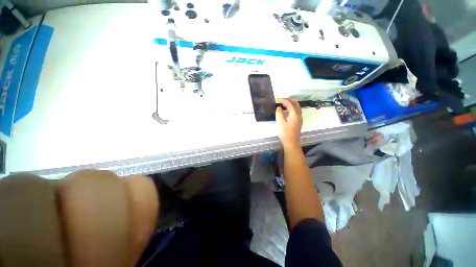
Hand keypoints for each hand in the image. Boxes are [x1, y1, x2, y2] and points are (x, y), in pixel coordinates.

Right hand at [276, 98, 302, 148]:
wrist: (291, 142)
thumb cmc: (285, 133)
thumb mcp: (280, 123)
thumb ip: (279, 113)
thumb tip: (279, 107)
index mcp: (294, 114)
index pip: (290, 104)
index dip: (284, 100)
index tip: (277, 99)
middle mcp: (299, 115)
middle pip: (296, 103)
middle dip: (289, 100)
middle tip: (281, 100)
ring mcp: (299, 118)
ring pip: (297, 107)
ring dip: (291, 104)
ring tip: (283, 104)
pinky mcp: (298, 121)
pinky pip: (296, 111)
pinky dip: (292, 108)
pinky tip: (287, 111)